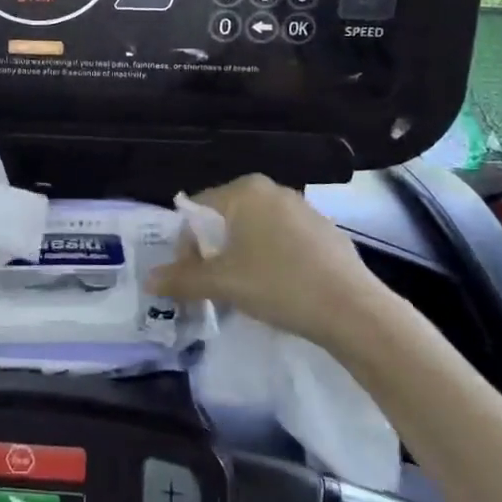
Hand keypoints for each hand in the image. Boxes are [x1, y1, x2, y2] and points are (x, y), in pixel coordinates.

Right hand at [146, 175, 390, 354]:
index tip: (190, 276)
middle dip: (213, 252)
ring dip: (241, 257)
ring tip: (244, 291)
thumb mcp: (222, 283)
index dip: (187, 244)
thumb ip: (182, 278)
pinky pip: (283, 241)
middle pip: (226, 219)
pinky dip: (271, 260)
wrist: (354, 310)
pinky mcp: (325, 232)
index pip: (198, 209)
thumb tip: (148, 279)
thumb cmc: (278, 284)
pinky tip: (278, 290)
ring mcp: (303, 209)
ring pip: (255, 231)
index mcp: (245, 190)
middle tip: (213, 285)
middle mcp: (273, 190)